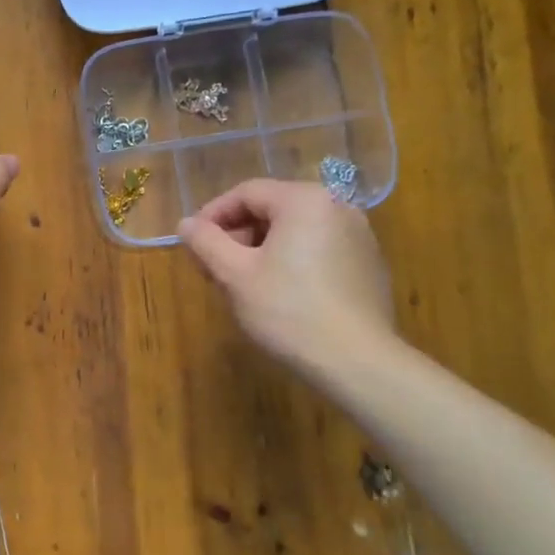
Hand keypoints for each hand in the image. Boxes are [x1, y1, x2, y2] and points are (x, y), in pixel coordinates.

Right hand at [179, 180, 394, 381]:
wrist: (357, 362)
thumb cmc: (288, 311)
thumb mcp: (234, 275)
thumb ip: (206, 242)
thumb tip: (186, 224)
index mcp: (304, 200)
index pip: (246, 193)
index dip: (213, 215)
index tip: (193, 244)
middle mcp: (337, 207)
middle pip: (273, 209)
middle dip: (238, 235)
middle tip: (215, 268)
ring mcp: (359, 235)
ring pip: (296, 231)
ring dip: (263, 249)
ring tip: (243, 283)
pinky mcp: (368, 264)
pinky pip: (319, 250)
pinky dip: (293, 261)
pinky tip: (281, 295)